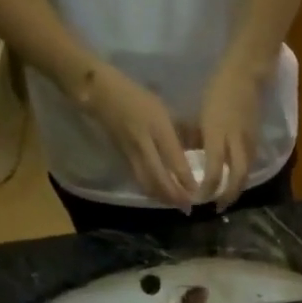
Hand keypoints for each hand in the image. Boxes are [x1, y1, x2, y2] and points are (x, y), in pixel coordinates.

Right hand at [82, 65, 197, 209]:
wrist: (101, 94)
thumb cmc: (138, 97)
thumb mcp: (164, 108)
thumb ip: (182, 129)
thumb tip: (200, 147)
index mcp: (157, 127)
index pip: (173, 158)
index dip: (185, 178)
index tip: (197, 191)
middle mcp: (143, 143)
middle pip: (158, 177)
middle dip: (173, 195)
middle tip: (187, 207)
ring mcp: (131, 153)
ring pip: (147, 182)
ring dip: (162, 197)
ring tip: (176, 205)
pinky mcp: (123, 159)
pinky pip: (139, 180)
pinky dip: (152, 191)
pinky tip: (161, 196)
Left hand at [198, 61, 262, 208]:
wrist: (246, 74)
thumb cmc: (218, 90)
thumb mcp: (201, 114)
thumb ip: (196, 137)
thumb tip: (190, 155)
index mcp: (218, 134)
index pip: (215, 170)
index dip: (208, 188)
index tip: (198, 197)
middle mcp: (236, 142)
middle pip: (237, 177)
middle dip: (228, 196)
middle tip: (218, 208)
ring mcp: (249, 142)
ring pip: (245, 173)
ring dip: (236, 189)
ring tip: (226, 199)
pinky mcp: (256, 140)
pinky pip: (249, 164)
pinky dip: (241, 176)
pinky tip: (234, 181)